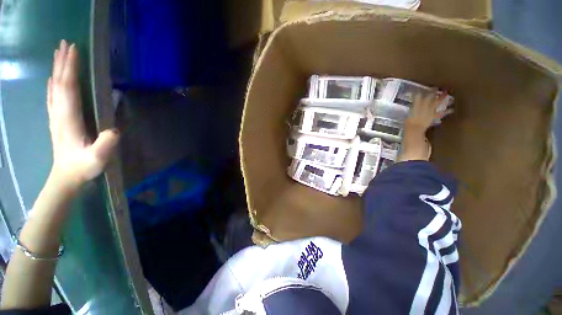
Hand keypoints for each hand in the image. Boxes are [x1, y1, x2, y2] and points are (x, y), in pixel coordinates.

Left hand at [47, 40, 118, 190]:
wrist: (65, 178)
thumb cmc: (82, 168)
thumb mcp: (97, 159)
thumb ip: (105, 144)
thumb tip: (114, 129)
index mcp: (68, 118)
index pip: (68, 88)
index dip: (70, 69)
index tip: (74, 51)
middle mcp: (59, 113)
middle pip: (59, 83)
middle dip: (62, 62)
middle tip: (65, 44)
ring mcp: (56, 117)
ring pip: (54, 88)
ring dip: (57, 70)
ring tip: (58, 54)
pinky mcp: (57, 121)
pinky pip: (53, 98)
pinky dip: (53, 85)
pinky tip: (53, 79)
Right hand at [404, 92, 451, 134]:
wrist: (415, 129)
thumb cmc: (408, 123)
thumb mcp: (407, 115)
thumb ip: (411, 110)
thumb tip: (413, 107)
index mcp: (416, 105)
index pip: (418, 96)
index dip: (418, 93)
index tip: (418, 91)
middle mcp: (425, 106)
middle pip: (430, 97)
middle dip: (433, 92)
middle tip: (435, 88)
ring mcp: (430, 110)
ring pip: (437, 103)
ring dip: (442, 99)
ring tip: (447, 95)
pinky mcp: (434, 116)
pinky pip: (442, 113)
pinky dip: (447, 111)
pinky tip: (452, 109)